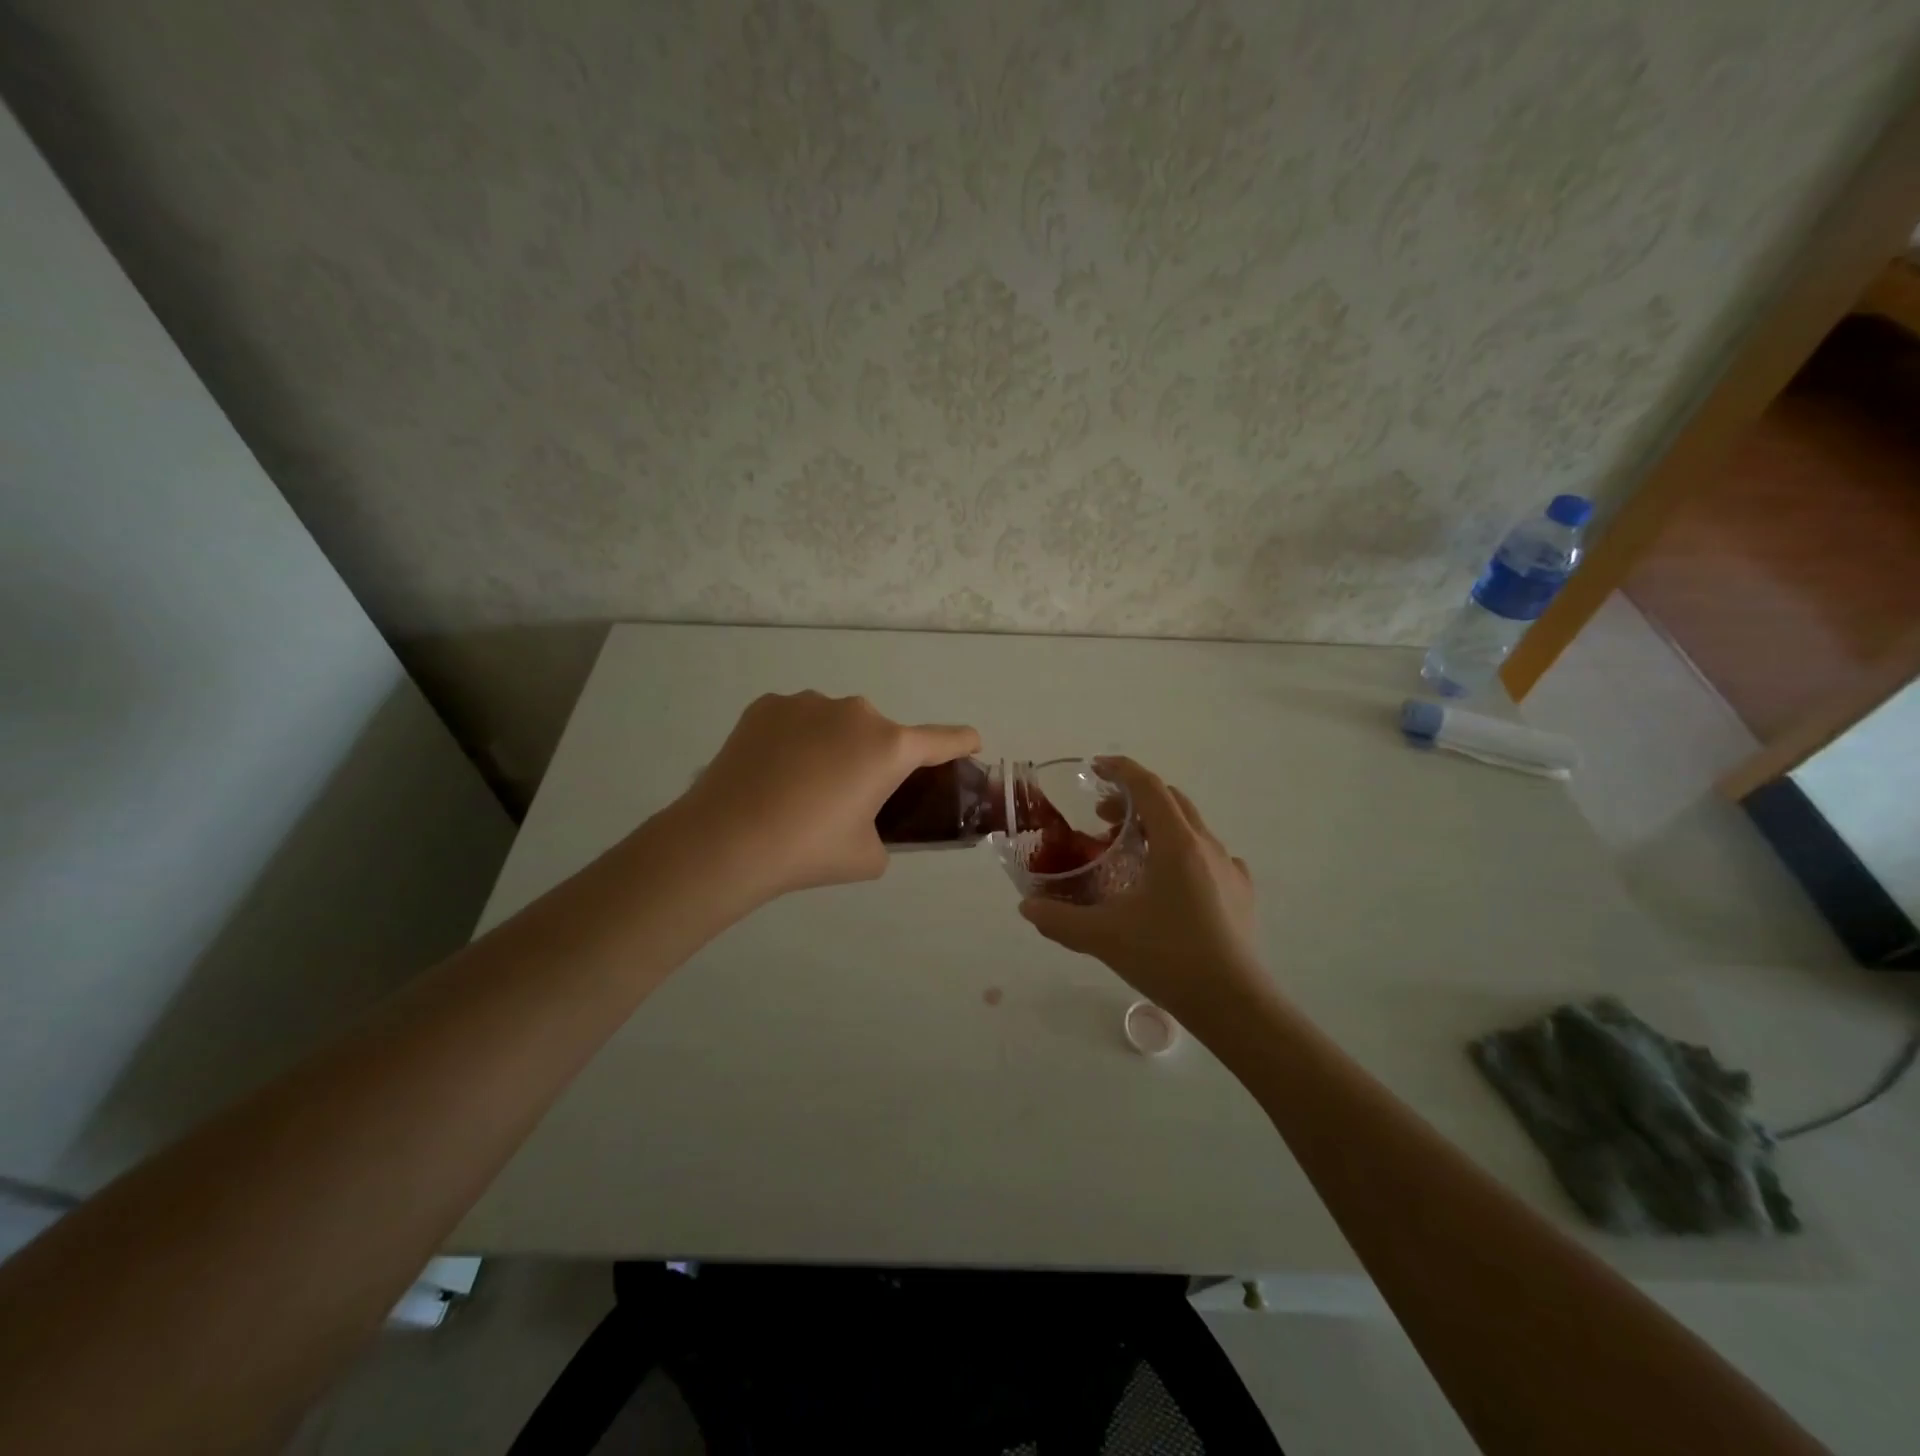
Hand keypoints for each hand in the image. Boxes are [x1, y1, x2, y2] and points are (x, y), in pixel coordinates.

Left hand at [681, 691, 979, 903]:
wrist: (726, 840)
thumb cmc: (808, 851)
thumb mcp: (868, 856)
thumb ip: (885, 834)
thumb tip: (870, 824)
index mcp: (890, 747)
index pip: (944, 739)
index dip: (962, 743)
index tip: (970, 744)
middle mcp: (856, 713)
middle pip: (882, 733)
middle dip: (876, 758)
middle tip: (849, 796)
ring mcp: (809, 703)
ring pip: (837, 723)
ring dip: (834, 745)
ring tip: (801, 785)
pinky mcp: (769, 704)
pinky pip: (797, 719)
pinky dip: (796, 738)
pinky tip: (773, 771)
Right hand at [1018, 757, 1269, 1034]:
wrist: (1233, 1002)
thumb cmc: (1167, 957)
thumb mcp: (1103, 936)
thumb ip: (1058, 918)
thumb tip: (1026, 907)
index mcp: (1176, 843)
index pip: (1148, 786)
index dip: (1121, 770)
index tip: (1096, 767)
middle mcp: (1206, 845)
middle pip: (1171, 800)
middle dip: (1134, 798)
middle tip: (1102, 817)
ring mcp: (1229, 868)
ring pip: (1192, 827)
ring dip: (1158, 825)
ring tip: (1132, 851)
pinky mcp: (1241, 893)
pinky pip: (1211, 856)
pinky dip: (1184, 853)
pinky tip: (1172, 882)